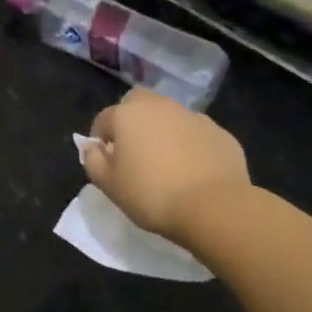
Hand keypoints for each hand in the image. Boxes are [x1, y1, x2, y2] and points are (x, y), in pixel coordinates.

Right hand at [84, 89, 251, 245]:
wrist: (214, 207)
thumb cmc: (152, 195)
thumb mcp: (109, 186)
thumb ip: (93, 161)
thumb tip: (91, 147)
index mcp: (126, 115)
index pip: (104, 120)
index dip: (101, 140)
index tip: (107, 162)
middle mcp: (158, 106)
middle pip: (138, 104)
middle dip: (133, 120)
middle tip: (136, 151)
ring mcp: (192, 116)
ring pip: (170, 116)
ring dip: (164, 130)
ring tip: (168, 162)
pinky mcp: (219, 132)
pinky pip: (196, 133)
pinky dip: (191, 144)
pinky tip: (194, 170)